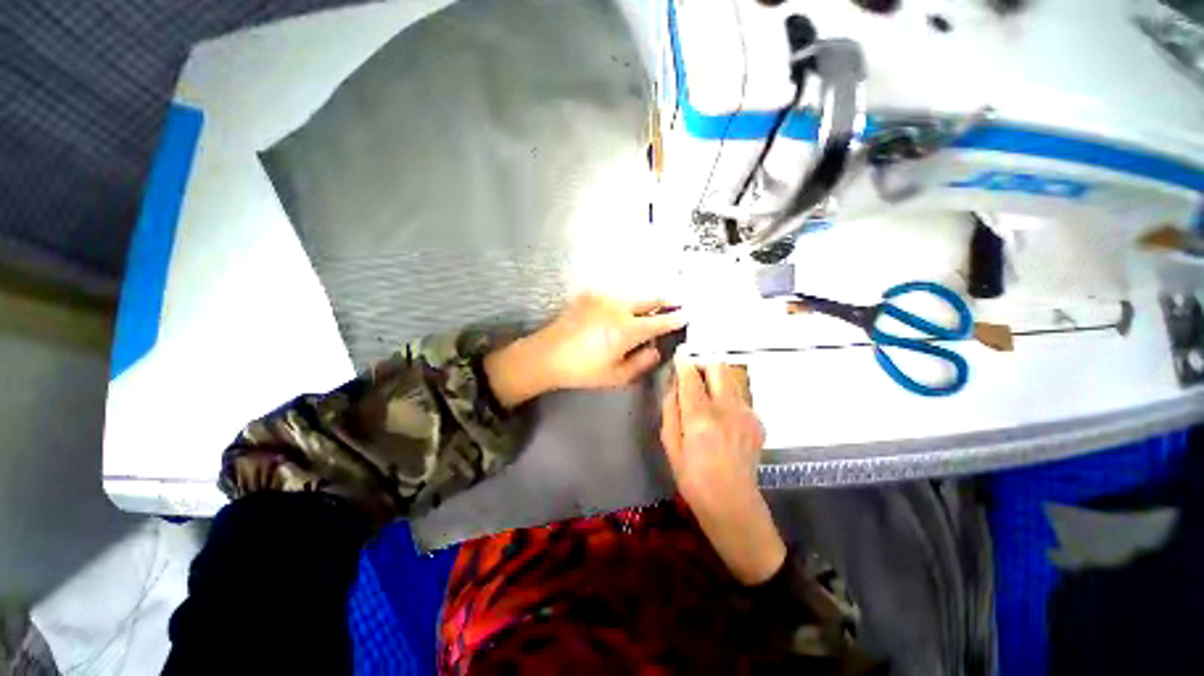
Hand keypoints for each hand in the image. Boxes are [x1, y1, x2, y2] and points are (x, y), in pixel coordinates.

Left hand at [484, 294, 685, 407]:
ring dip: (646, 300)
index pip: (659, 321)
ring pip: (633, 295)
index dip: (675, 318)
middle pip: (649, 299)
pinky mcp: (589, 294)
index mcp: (626, 330)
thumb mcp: (615, 376)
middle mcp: (618, 307)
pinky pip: (616, 294)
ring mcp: (602, 297)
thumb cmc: (582, 370)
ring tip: (654, 306)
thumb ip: (641, 362)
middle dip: (665, 300)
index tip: (687, 314)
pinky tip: (626, 308)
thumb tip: (656, 349)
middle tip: (678, 301)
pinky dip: (626, 300)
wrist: (546, 355)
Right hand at [661, 361, 785, 584]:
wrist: (732, 503)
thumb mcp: (670, 442)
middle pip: (718, 366)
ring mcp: (747, 414)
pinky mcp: (757, 421)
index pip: (691, 375)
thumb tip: (674, 382)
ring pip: (732, 377)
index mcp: (700, 417)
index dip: (683, 361)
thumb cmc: (692, 476)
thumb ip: (670, 407)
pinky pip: (739, 395)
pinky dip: (727, 396)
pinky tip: (722, 417)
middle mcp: (727, 409)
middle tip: (693, 376)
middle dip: (703, 364)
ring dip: (716, 379)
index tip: (679, 355)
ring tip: (707, 396)